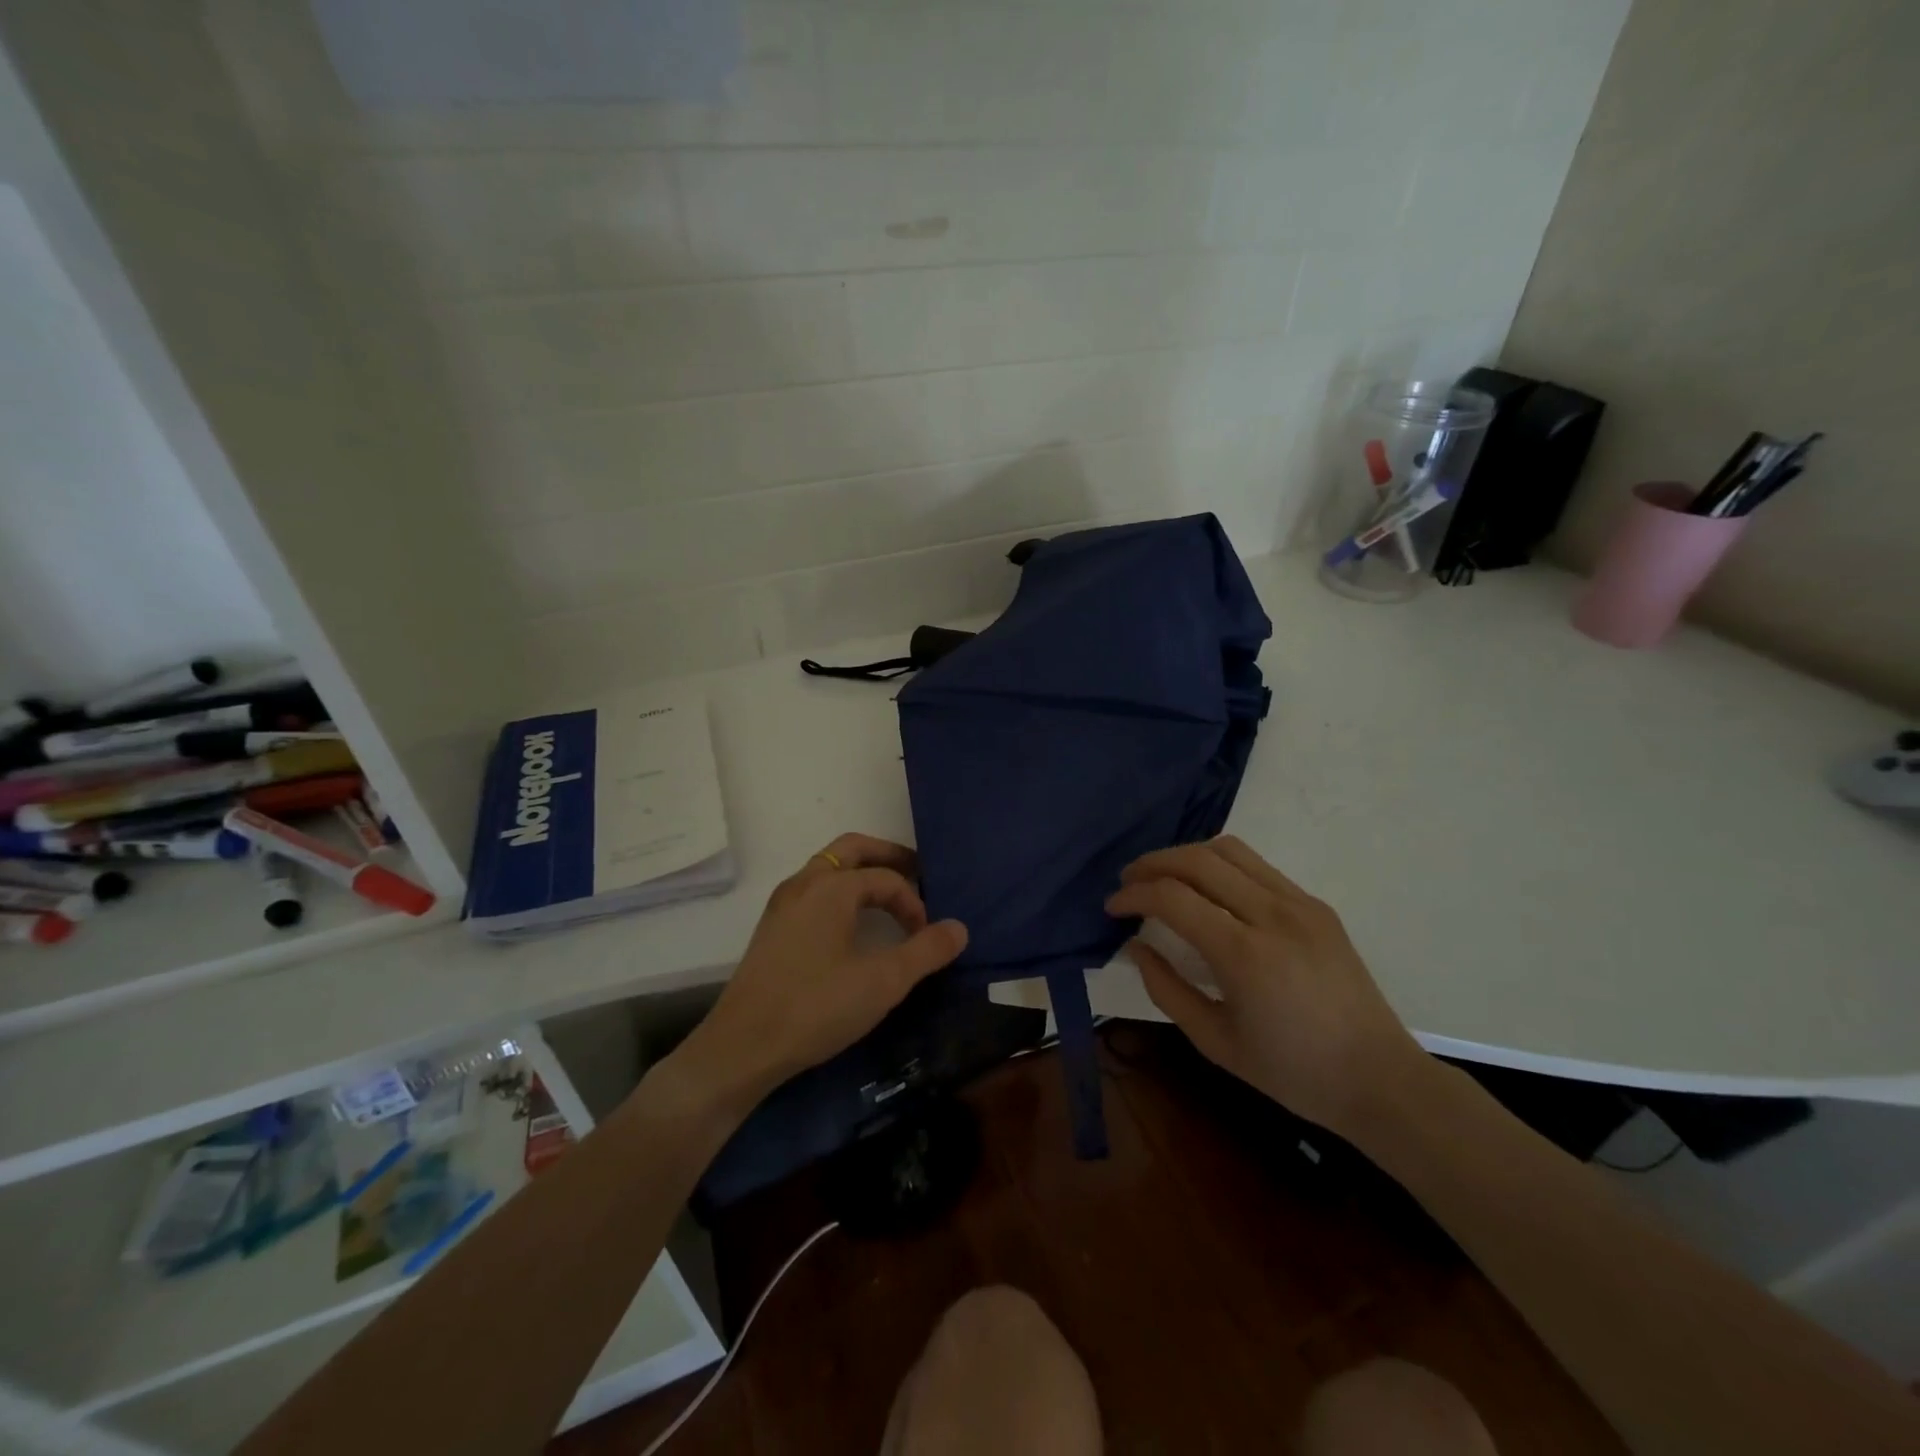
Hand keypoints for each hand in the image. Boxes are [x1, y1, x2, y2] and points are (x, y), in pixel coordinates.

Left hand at [675, 834, 967, 1114]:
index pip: (886, 878)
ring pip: (828, 868)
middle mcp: (804, 883)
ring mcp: (783, 904)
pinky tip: (850, 926)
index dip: (914, 902)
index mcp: (831, 887)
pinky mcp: (772, 928)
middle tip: (915, 873)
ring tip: (887, 899)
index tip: (926, 937)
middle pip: (852, 849)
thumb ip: (925, 951)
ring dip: (860, 873)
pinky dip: (840, 892)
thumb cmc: (817, 1007)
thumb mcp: (883, 982)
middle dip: (886, 856)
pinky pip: (813, 890)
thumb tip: (959, 928)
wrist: (742, 1046)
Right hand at [1106, 836, 1429, 1139]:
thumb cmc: (1292, 1072)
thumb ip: (1167, 989)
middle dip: (1152, 863)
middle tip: (1128, 881)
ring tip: (1163, 876)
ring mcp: (1300, 904)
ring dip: (1186, 855)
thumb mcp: (1215, 1042)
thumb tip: (1136, 946)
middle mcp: (1273, 915)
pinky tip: (1208, 890)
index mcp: (1245, 955)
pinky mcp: (1317, 906)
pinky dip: (1220, 865)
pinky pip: (1257, 867)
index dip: (1133, 895)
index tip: (1112, 908)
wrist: (1380, 1080)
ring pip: (1229, 850)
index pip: (1173, 898)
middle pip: (1198, 860)